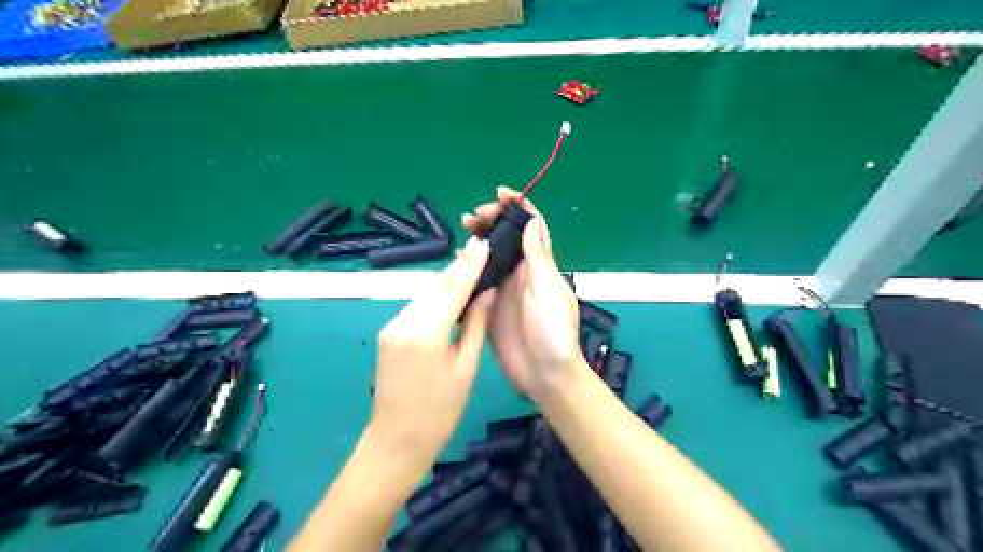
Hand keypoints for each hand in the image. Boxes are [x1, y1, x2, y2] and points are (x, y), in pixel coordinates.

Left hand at [367, 237, 494, 469]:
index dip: (469, 265)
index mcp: (426, 332)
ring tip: (469, 267)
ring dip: (446, 281)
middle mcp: (403, 322)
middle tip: (479, 250)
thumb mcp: (465, 368)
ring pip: (424, 294)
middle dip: (457, 268)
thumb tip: (486, 294)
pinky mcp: (388, 333)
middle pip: (435, 286)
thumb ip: (476, 326)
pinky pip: (416, 307)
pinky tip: (449, 294)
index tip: (482, 244)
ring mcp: (391, 326)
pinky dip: (434, 297)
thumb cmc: (440, 412)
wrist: (396, 442)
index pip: (452, 288)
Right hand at [461, 188, 580, 402]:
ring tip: (465, 230)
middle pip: (507, 236)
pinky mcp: (490, 305)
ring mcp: (505, 288)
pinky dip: (469, 265)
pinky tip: (458, 260)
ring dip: (480, 238)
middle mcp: (522, 272)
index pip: (532, 226)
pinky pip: (479, 278)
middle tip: (474, 216)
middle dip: (493, 219)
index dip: (519, 206)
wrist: (543, 373)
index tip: (500, 193)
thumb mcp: (547, 289)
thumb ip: (538, 256)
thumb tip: (532, 221)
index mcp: (541, 264)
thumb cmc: (552, 330)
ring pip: (491, 254)